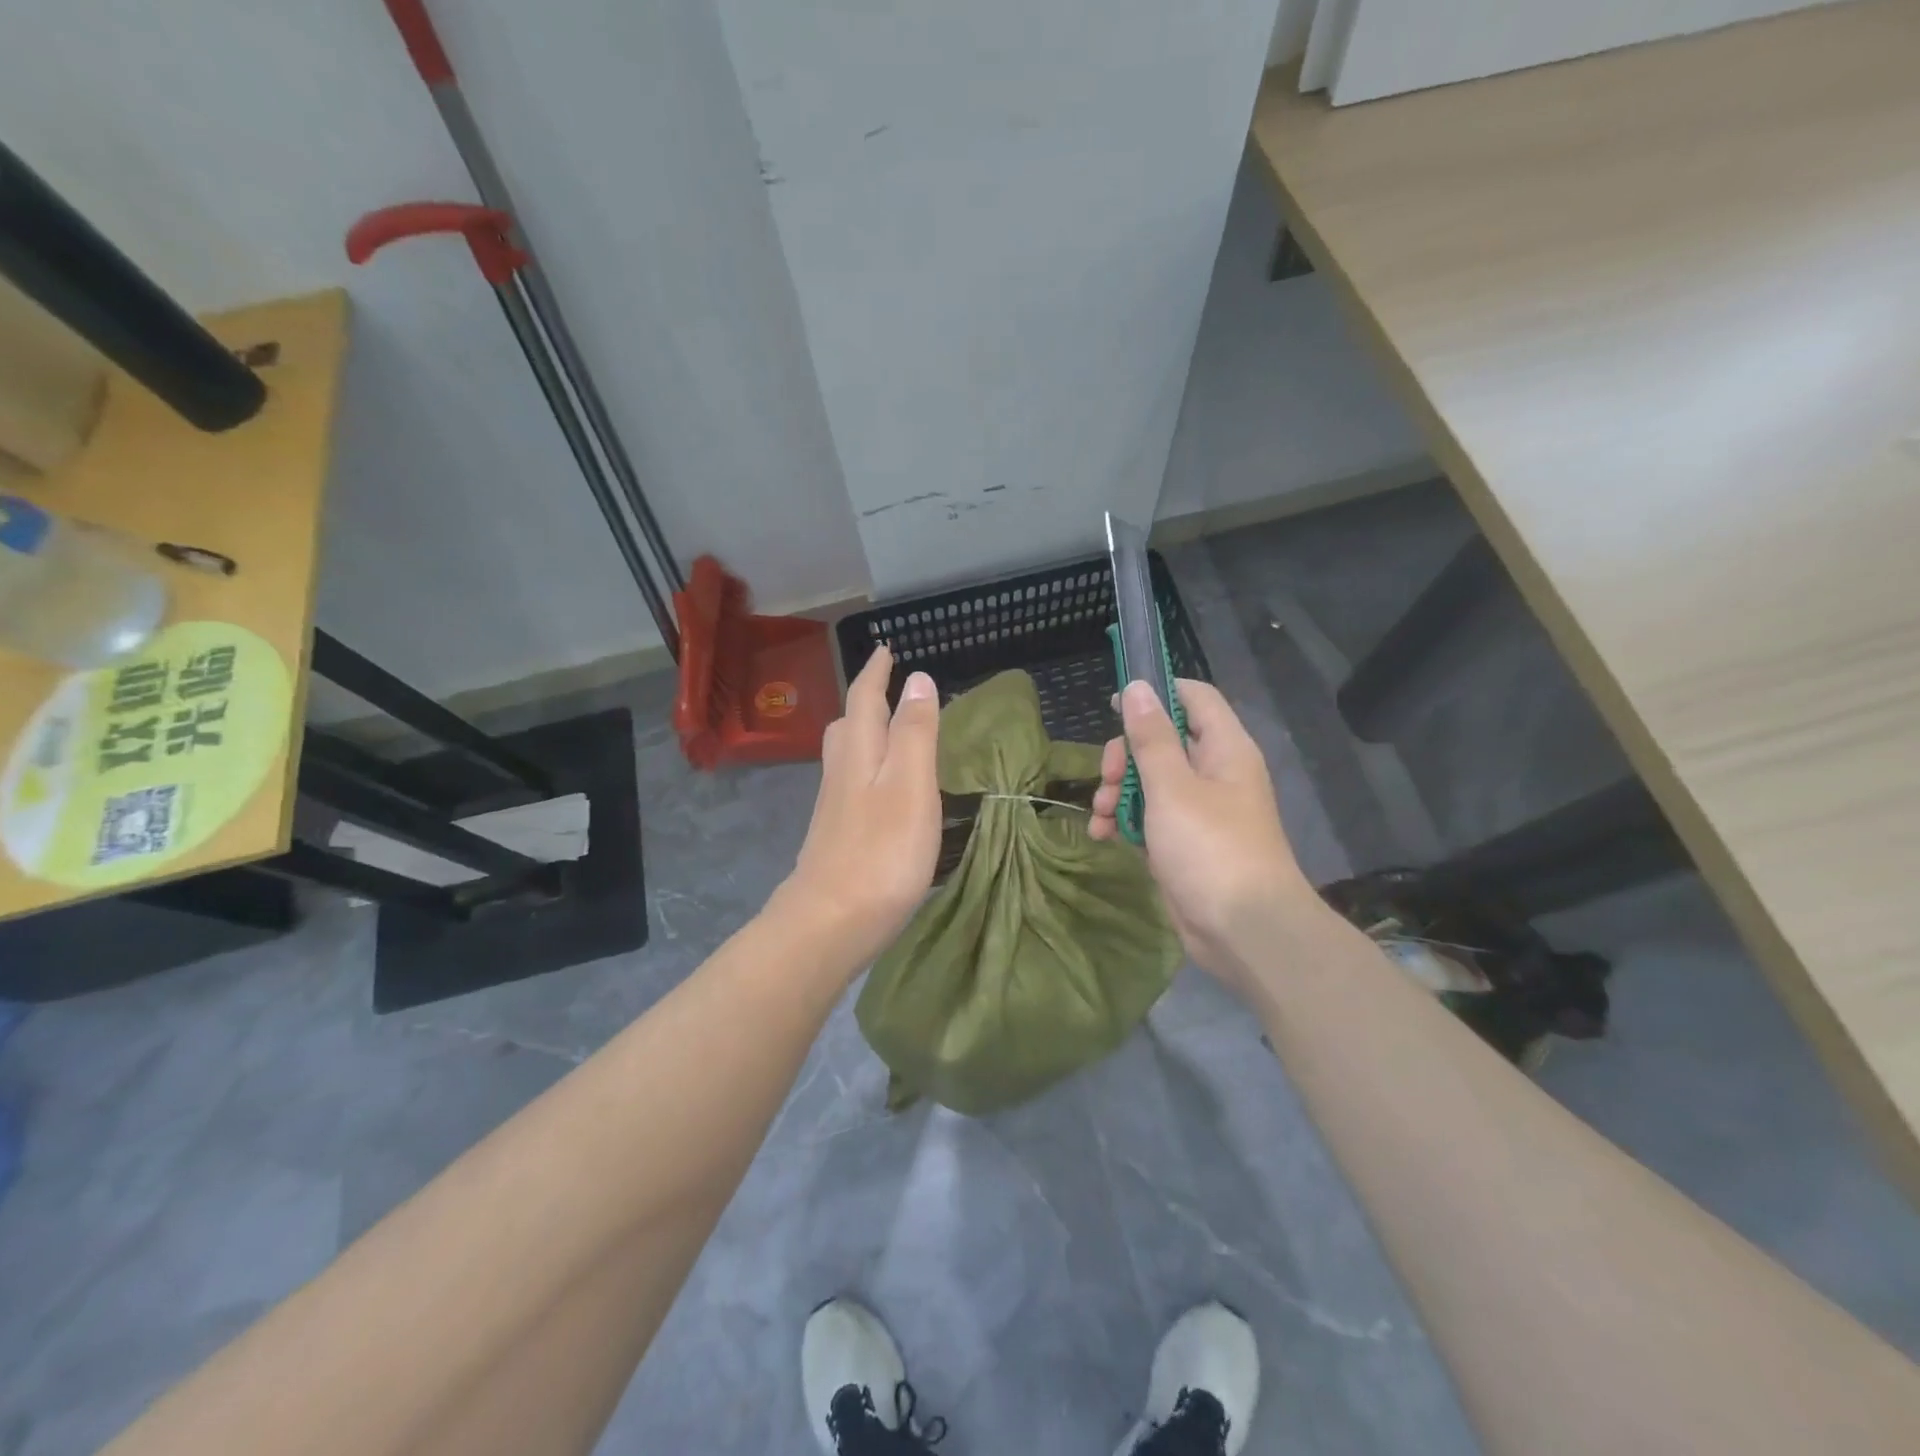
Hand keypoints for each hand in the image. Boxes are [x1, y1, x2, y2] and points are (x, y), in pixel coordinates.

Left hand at [774, 645, 941, 973]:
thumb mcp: (910, 786)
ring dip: (865, 732)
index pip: (865, 699)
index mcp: (859, 753)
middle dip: (865, 700)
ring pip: (846, 755)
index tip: (885, 650)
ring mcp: (835, 807)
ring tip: (888, 729)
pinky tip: (882, 787)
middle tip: (886, 686)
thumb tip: (918, 679)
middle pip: (847, 724)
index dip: (876, 673)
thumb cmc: (881, 852)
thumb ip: (915, 733)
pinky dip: (869, 766)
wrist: (830, 923)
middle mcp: (841, 773)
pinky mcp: (837, 835)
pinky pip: (852, 783)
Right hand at [1090, 678, 1313, 990]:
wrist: (1243, 930)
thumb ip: (1151, 737)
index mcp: (1224, 749)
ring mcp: (1200, 810)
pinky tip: (1103, 836)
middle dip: (1126, 756)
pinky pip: (1150, 817)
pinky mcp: (1185, 842)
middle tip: (1107, 778)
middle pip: (1163, 741)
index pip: (1194, 697)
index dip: (1156, 693)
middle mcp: (1215, 773)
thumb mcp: (1172, 788)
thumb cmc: (1210, 848)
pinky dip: (1125, 821)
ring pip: (1151, 781)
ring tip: (1100, 815)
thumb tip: (1137, 686)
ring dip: (1118, 792)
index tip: (1115, 704)